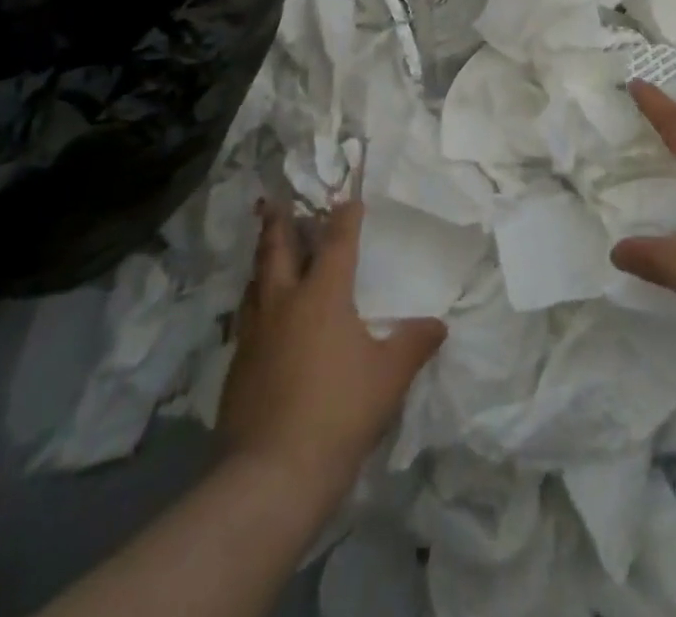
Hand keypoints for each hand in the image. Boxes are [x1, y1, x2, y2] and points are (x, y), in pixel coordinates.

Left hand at [217, 200, 443, 500]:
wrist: (270, 476)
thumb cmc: (339, 413)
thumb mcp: (389, 377)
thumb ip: (414, 344)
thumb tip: (439, 325)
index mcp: (323, 294)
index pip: (336, 241)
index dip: (345, 217)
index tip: (349, 199)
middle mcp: (284, 302)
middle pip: (278, 249)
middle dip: (280, 222)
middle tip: (276, 200)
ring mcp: (255, 334)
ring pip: (255, 281)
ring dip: (263, 259)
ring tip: (267, 250)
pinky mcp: (237, 366)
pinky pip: (247, 318)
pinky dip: (255, 302)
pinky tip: (261, 316)